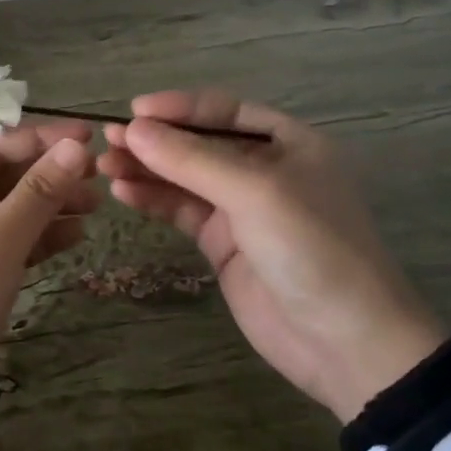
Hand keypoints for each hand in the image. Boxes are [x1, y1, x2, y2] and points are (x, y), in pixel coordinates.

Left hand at [0, 122, 97, 450]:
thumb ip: (39, 192)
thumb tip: (77, 148)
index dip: (41, 139)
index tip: (89, 137)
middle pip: (1, 177)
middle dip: (48, 174)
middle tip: (99, 174)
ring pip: (8, 210)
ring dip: (49, 206)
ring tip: (97, 205)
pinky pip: (8, 243)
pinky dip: (39, 238)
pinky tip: (76, 236)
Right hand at [98, 90, 443, 420]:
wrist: (345, 343)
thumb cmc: (312, 249)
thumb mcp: (255, 193)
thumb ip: (191, 160)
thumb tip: (132, 129)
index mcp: (288, 143)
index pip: (223, 112)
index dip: (178, 107)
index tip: (133, 110)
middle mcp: (264, 169)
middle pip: (198, 143)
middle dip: (155, 140)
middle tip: (107, 139)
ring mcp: (242, 208)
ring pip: (184, 177)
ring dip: (146, 169)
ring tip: (104, 165)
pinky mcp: (223, 244)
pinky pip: (182, 211)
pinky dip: (153, 200)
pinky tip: (124, 193)